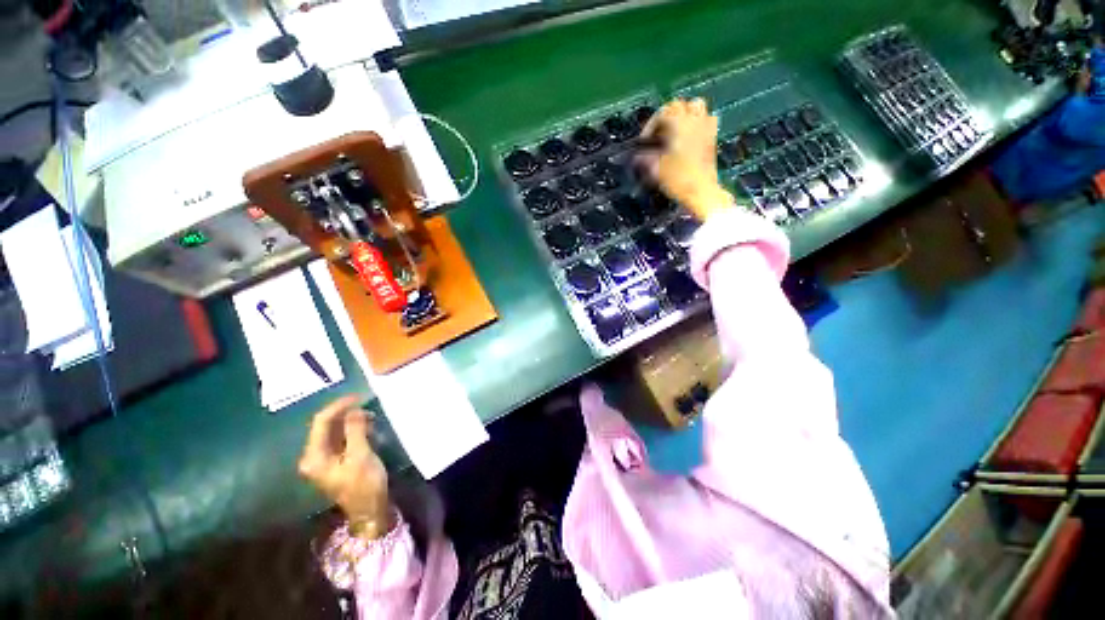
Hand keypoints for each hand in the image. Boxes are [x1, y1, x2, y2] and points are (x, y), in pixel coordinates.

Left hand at [298, 396, 391, 539]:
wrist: (369, 509)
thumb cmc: (364, 483)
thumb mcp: (361, 455)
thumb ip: (355, 430)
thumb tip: (354, 409)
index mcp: (314, 456)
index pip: (321, 422)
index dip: (338, 406)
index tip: (358, 396)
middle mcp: (314, 456)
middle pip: (326, 426)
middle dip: (346, 413)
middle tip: (367, 405)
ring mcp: (323, 459)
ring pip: (335, 431)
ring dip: (351, 421)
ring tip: (371, 416)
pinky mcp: (335, 461)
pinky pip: (341, 439)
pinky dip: (353, 430)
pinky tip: (368, 427)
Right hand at [638, 98, 734, 220]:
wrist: (702, 191)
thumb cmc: (678, 179)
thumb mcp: (656, 169)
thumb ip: (645, 158)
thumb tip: (637, 155)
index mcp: (679, 124)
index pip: (662, 112)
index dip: (651, 125)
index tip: (644, 140)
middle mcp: (694, 120)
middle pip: (679, 105)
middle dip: (667, 116)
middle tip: (658, 134)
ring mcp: (706, 128)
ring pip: (696, 106)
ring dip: (684, 114)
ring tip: (674, 131)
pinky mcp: (713, 137)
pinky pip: (706, 119)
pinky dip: (697, 123)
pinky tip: (689, 137)